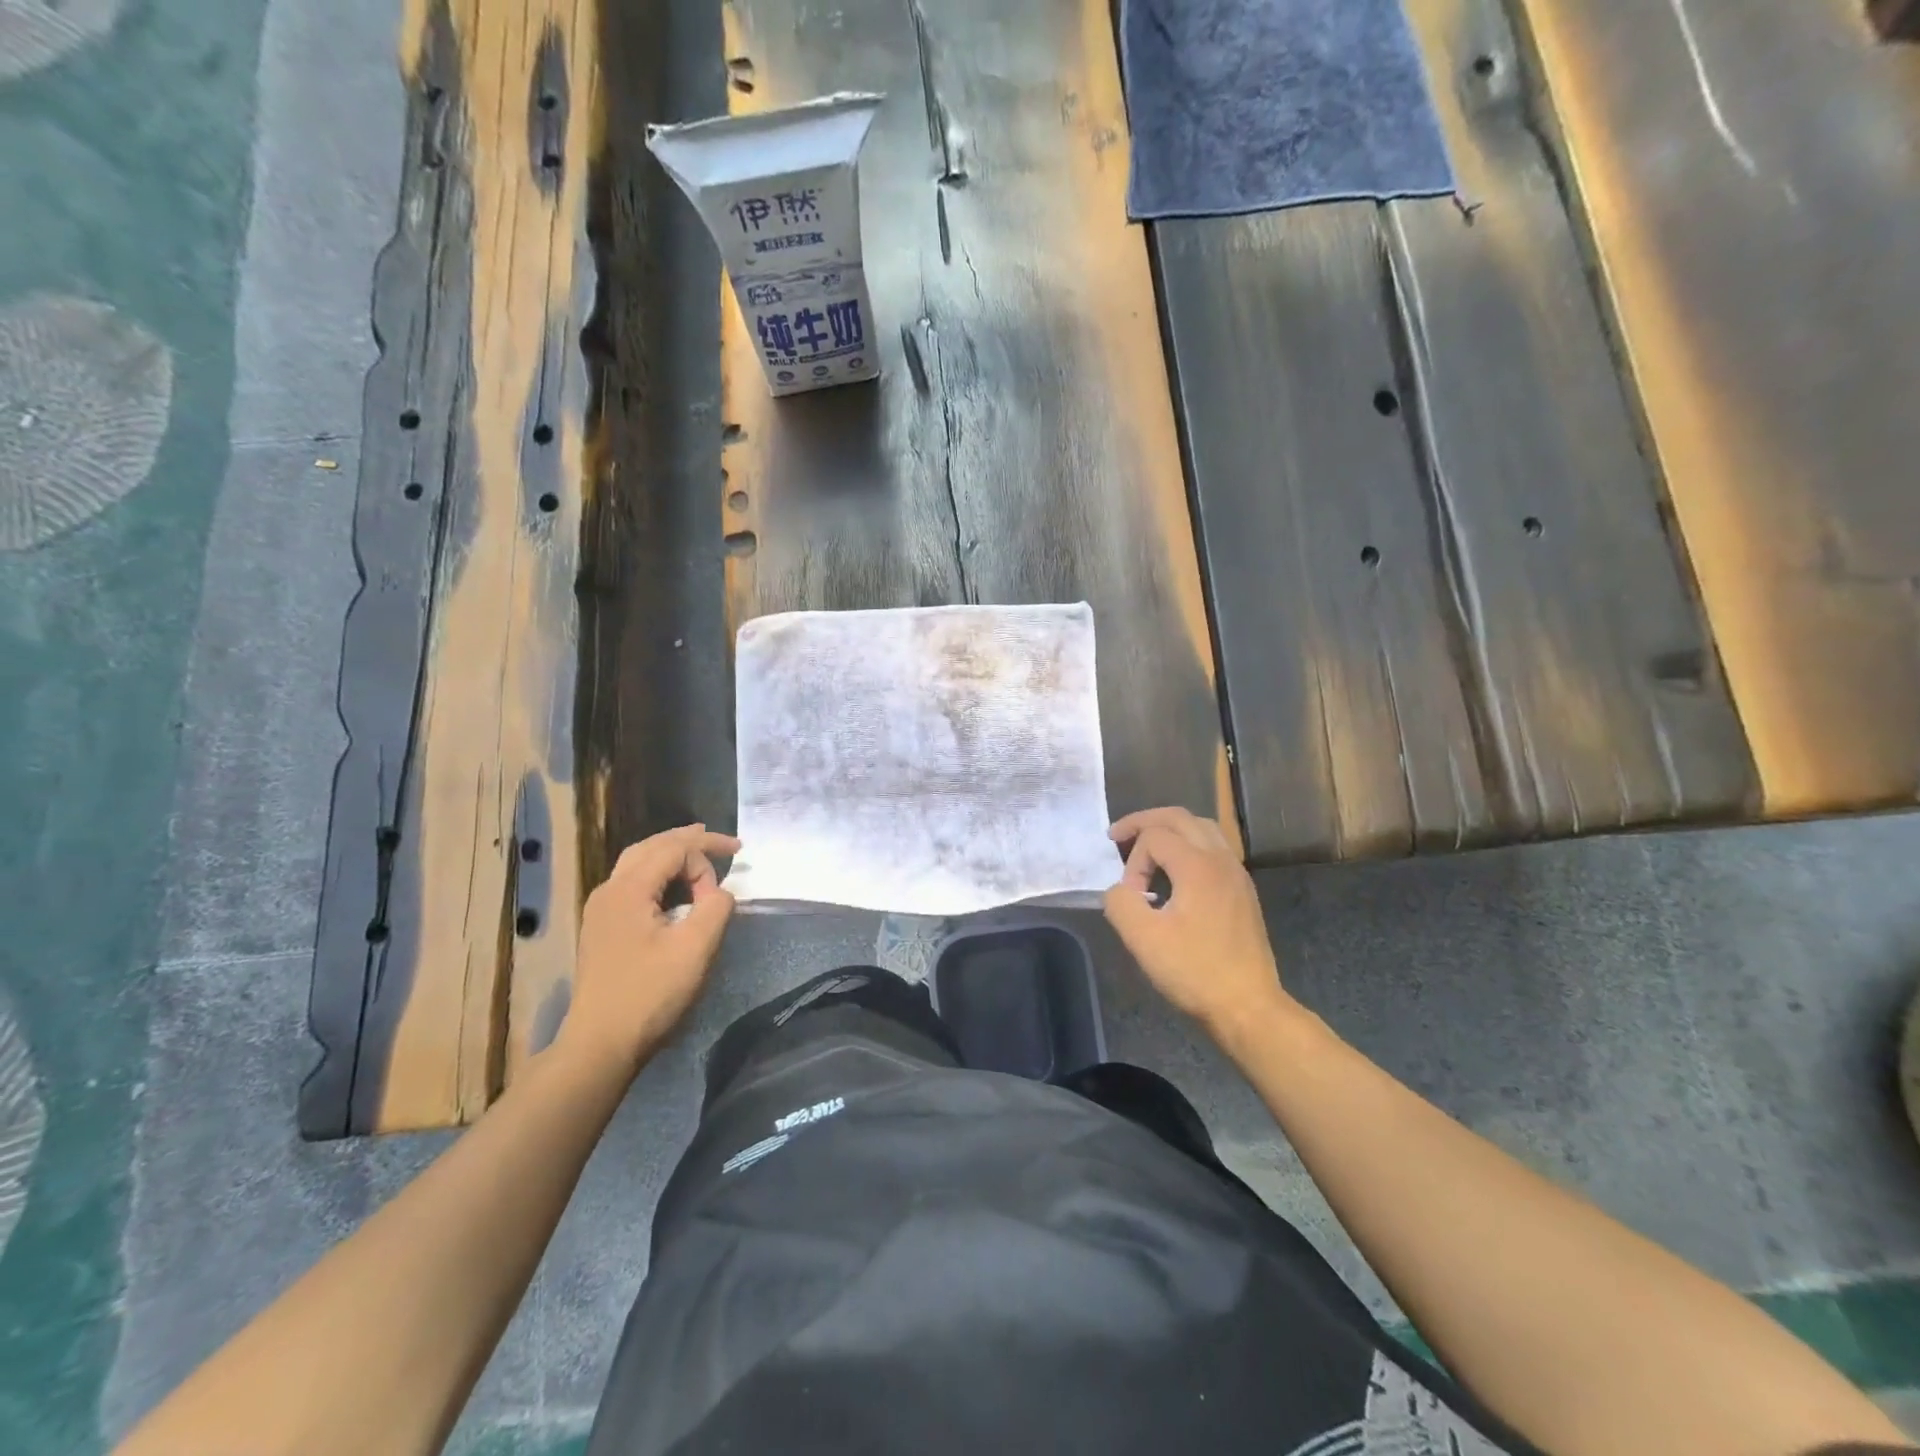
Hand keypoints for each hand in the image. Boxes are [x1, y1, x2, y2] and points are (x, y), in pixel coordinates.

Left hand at [557, 825, 739, 1075]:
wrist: (600, 1044)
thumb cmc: (650, 994)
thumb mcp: (696, 948)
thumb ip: (716, 908)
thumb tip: (719, 892)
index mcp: (628, 889)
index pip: (673, 849)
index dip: (708, 850)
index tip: (736, 864)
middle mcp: (609, 891)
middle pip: (650, 847)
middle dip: (687, 840)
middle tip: (721, 841)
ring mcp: (601, 910)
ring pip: (637, 864)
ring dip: (670, 854)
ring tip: (699, 854)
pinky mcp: (602, 929)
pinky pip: (632, 884)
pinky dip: (658, 874)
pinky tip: (674, 888)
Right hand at [1102, 808, 1294, 1044]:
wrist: (1248, 1007)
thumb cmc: (1195, 972)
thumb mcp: (1143, 939)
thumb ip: (1120, 903)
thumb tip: (1119, 890)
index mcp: (1197, 865)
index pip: (1153, 837)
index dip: (1132, 861)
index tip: (1129, 897)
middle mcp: (1220, 859)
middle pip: (1180, 817)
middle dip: (1145, 822)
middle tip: (1118, 835)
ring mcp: (1236, 874)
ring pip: (1201, 828)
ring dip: (1170, 829)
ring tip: (1147, 847)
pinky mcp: (1242, 891)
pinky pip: (1214, 847)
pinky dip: (1189, 845)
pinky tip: (1176, 872)